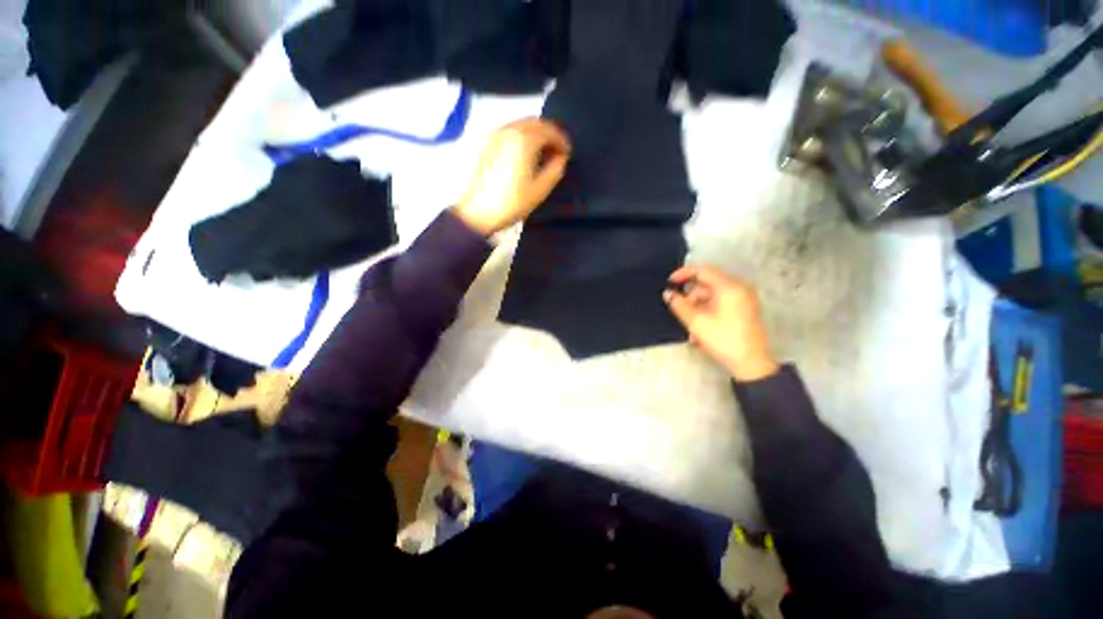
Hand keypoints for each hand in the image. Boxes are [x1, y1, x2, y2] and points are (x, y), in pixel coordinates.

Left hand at [453, 118, 570, 235]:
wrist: (478, 211)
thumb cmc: (512, 202)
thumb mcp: (540, 189)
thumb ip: (556, 169)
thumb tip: (561, 157)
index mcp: (525, 139)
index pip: (550, 130)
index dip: (562, 140)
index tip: (568, 154)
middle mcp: (510, 130)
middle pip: (536, 122)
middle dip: (550, 134)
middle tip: (558, 152)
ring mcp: (497, 135)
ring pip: (523, 125)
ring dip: (537, 135)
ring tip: (544, 155)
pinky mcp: (489, 143)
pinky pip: (511, 131)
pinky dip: (523, 137)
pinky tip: (527, 156)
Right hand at [664, 265, 779, 381]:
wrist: (752, 363)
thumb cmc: (723, 339)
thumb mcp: (696, 322)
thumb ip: (679, 304)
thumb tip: (667, 293)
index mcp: (729, 287)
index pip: (703, 270)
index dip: (683, 273)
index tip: (669, 283)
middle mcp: (739, 288)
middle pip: (707, 284)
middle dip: (691, 297)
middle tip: (681, 313)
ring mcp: (743, 298)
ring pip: (712, 295)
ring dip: (698, 307)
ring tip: (691, 328)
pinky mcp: (744, 308)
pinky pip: (720, 302)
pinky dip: (708, 311)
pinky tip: (701, 329)